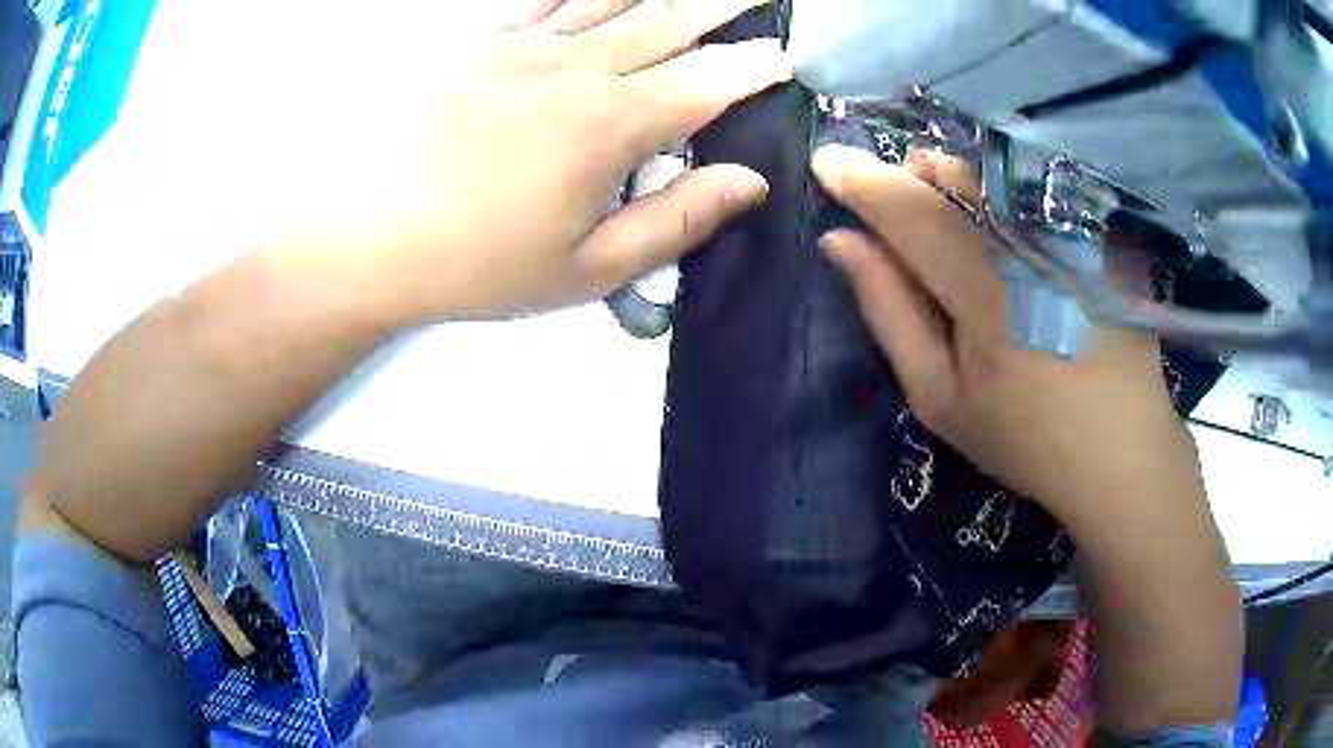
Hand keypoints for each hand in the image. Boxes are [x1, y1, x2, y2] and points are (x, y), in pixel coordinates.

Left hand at [274, 0, 790, 323]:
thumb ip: (675, 220)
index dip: (757, 68)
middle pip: (671, 20)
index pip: (710, 82)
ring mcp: (525, 48)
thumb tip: (748, 183)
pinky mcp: (482, 44)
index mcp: (612, 125)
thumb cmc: (474, 263)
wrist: (360, 235)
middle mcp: (578, 69)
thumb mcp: (585, 269)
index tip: (789, 59)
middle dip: (728, 4)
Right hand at [810, 145, 1199, 526]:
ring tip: (950, 221)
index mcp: (985, 288)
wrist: (1121, 451)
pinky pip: (1031, 192)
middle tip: (898, 212)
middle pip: (953, 174)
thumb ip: (889, 310)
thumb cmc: (1024, 437)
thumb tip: (841, 240)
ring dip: (954, 183)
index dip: (861, 180)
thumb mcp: (939, 396)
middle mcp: (1030, 243)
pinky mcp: (1095, 236)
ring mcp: (1070, 234)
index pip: (909, 209)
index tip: (825, 161)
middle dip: (910, 177)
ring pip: (993, 176)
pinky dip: (1000, 199)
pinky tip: (1008, 241)